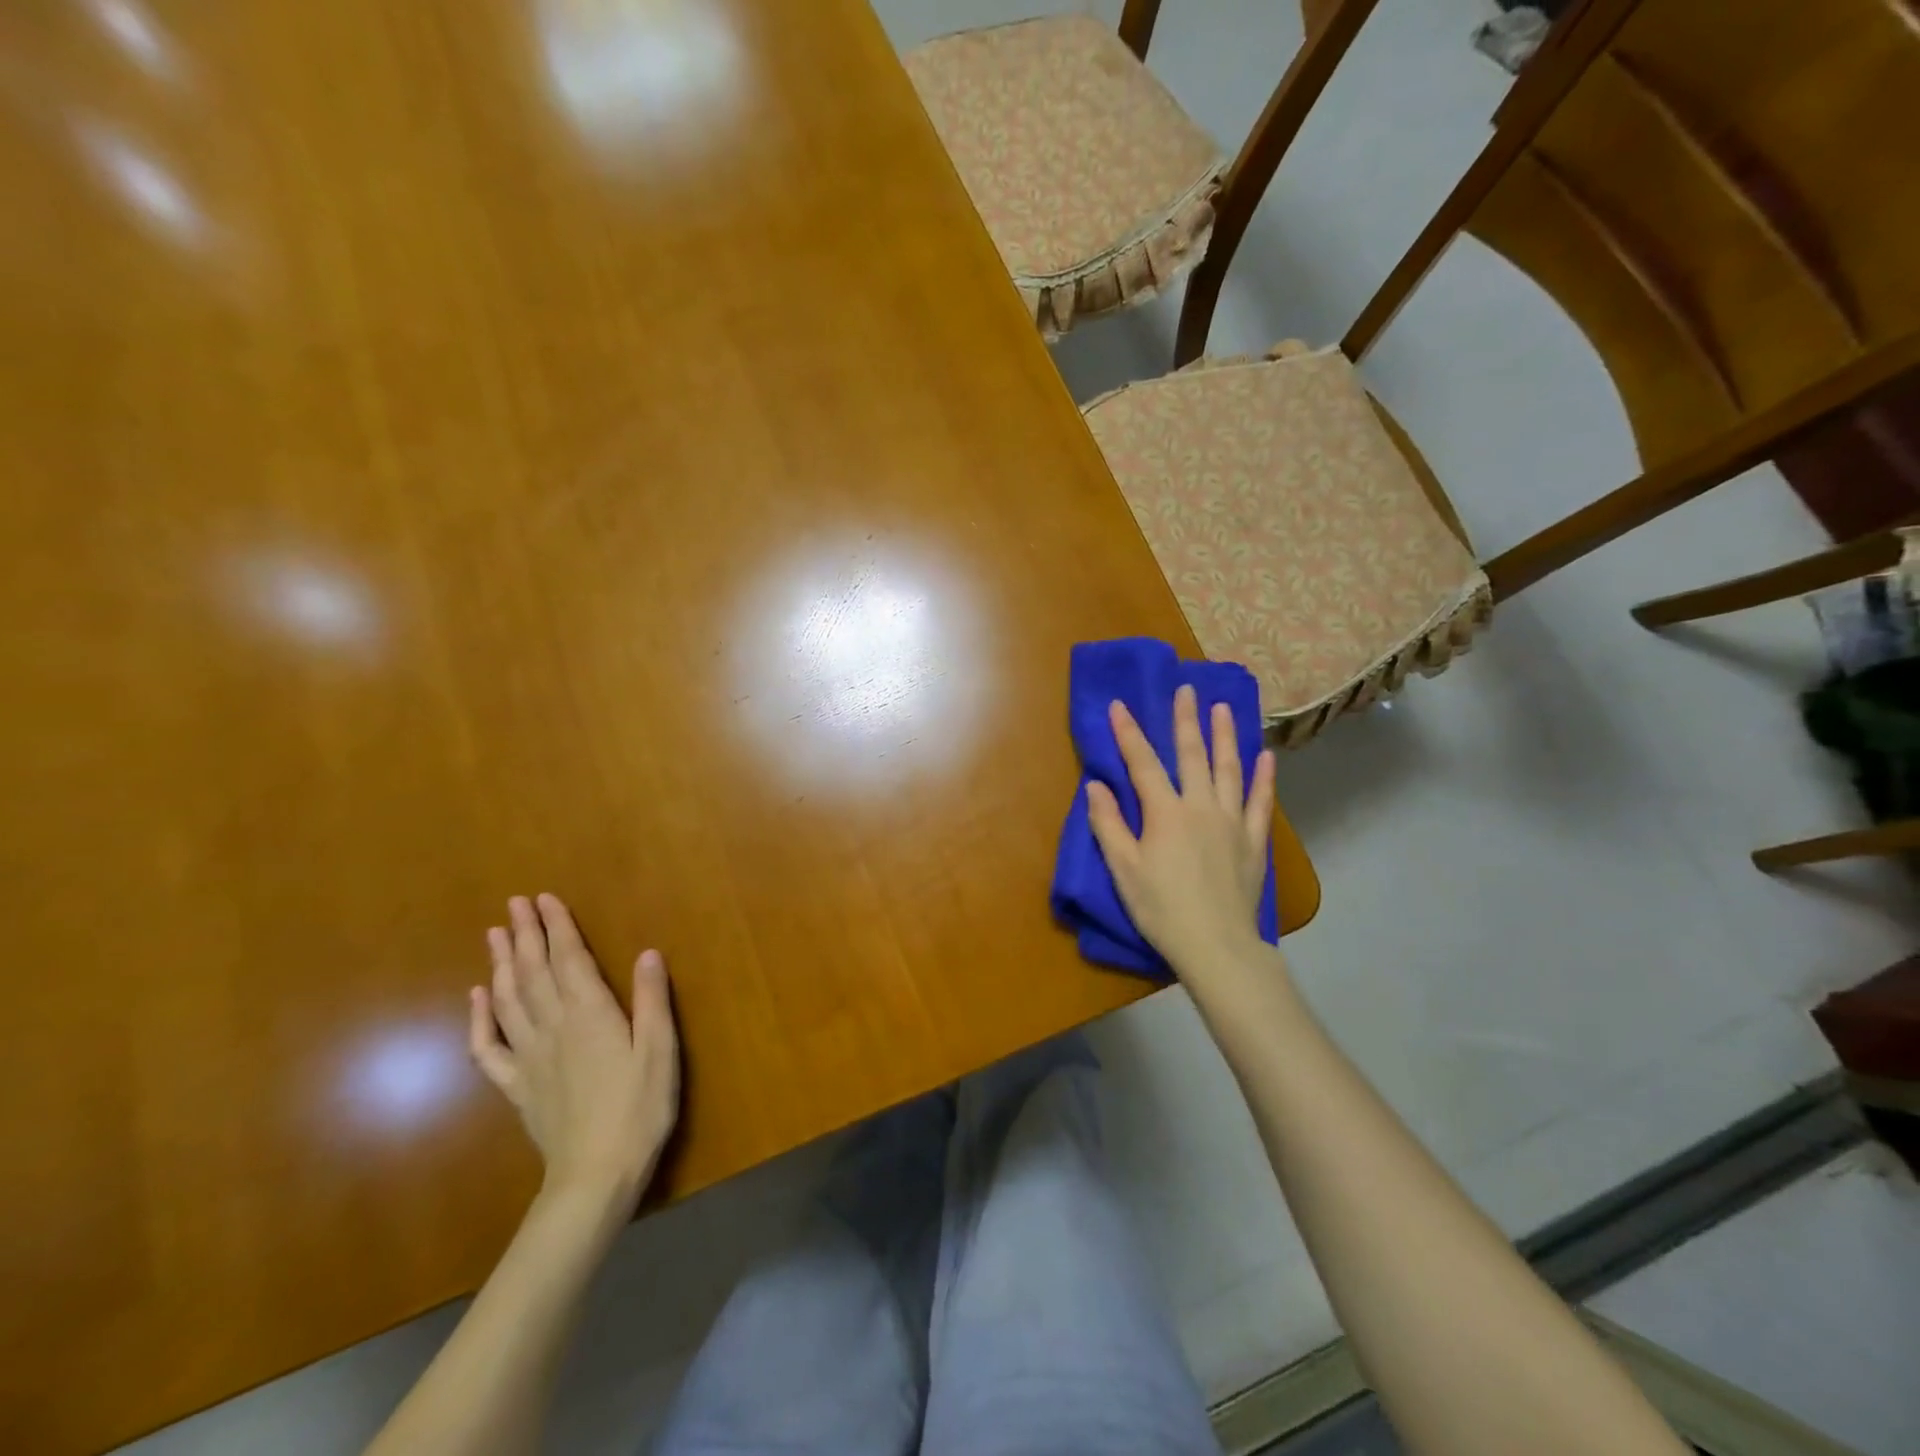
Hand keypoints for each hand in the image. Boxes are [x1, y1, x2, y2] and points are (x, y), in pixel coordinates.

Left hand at [469, 894, 679, 1214]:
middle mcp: (553, 1027)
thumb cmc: (639, 1108)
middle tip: (514, 904)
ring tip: (494, 935)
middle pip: (533, 972)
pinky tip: (477, 999)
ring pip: (508, 1000)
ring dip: (500, 964)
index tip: (544, 898)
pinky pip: (488, 1048)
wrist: (595, 1175)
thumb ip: (652, 1000)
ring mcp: (529, 1057)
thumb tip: (648, 952)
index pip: (568, 959)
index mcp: (590, 1014)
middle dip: (524, 934)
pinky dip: (479, 1019)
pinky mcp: (517, 1085)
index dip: (557, 927)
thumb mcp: (660, 1050)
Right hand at [1086, 685, 1275, 979]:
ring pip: (1229, 769)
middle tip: (1186, 689)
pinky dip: (1263, 777)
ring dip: (1225, 736)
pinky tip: (1265, 757)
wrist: (1215, 944)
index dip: (1128, 733)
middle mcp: (1200, 806)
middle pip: (1192, 755)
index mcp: (1165, 813)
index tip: (1119, 705)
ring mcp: (1231, 821)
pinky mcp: (1253, 840)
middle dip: (1186, 720)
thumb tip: (1095, 786)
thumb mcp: (1124, 869)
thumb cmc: (1161, 908)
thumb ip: (1109, 824)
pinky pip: (1260, 802)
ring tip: (1224, 708)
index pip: (1142, 763)